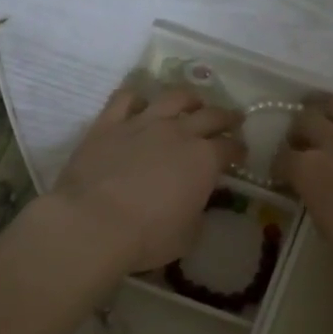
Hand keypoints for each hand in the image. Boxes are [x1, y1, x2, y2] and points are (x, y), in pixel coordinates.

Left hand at [51, 88, 244, 272]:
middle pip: (210, 115)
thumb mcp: (188, 235)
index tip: (240, 154)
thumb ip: (197, 213)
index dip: (238, 149)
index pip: (230, 147)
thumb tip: (196, 203)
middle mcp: (179, 132)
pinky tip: (139, 102)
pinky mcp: (109, 123)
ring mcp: (143, 122)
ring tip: (192, 102)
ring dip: (188, 97)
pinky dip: (136, 97)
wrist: (93, 223)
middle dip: (225, 117)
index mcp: (204, 160)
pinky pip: (125, 98)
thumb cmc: (147, 236)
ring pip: (172, 97)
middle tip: (231, 119)